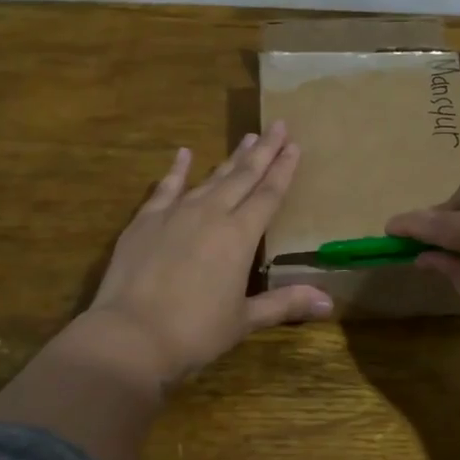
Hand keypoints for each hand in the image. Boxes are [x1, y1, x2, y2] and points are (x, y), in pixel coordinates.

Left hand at [80, 121, 332, 387]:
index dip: (283, 169)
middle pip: (243, 176)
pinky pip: (166, 187)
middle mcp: (211, 214)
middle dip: (263, 151)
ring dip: (230, 158)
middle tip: (278, 125)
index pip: (269, 195)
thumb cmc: (195, 332)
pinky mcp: (146, 220)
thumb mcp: (244, 320)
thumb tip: (329, 301)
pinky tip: (184, 153)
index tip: (295, 145)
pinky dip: (176, 169)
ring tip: (246, 138)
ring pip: (210, 178)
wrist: (131, 334)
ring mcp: (176, 213)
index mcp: (239, 236)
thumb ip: (284, 303)